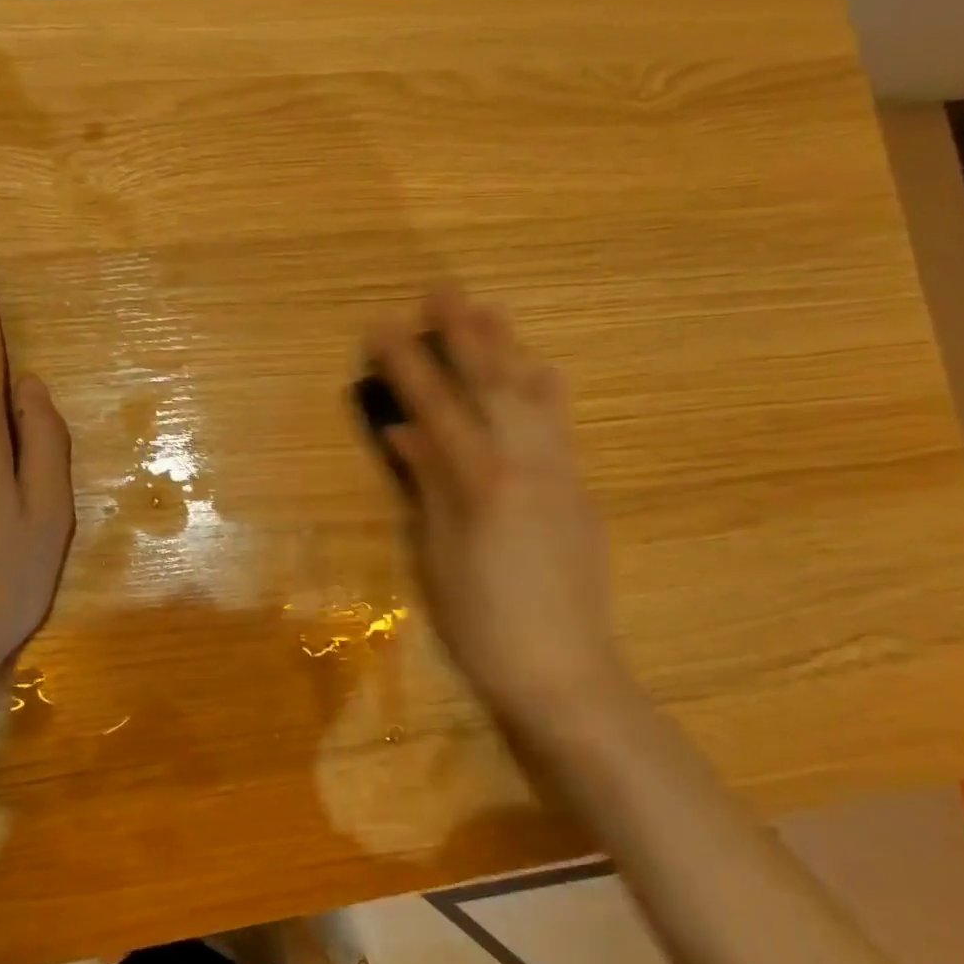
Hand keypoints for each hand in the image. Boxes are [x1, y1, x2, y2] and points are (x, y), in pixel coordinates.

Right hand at [366, 286, 627, 731]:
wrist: (566, 670)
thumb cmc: (485, 624)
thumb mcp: (439, 555)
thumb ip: (427, 484)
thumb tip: (406, 432)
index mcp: (481, 480)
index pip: (437, 407)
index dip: (407, 364)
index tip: (383, 327)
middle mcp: (526, 463)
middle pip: (492, 383)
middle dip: (464, 335)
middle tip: (442, 292)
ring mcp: (560, 474)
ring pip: (535, 395)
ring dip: (509, 349)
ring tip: (490, 312)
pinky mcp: (580, 492)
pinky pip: (559, 424)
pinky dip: (543, 390)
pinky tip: (538, 374)